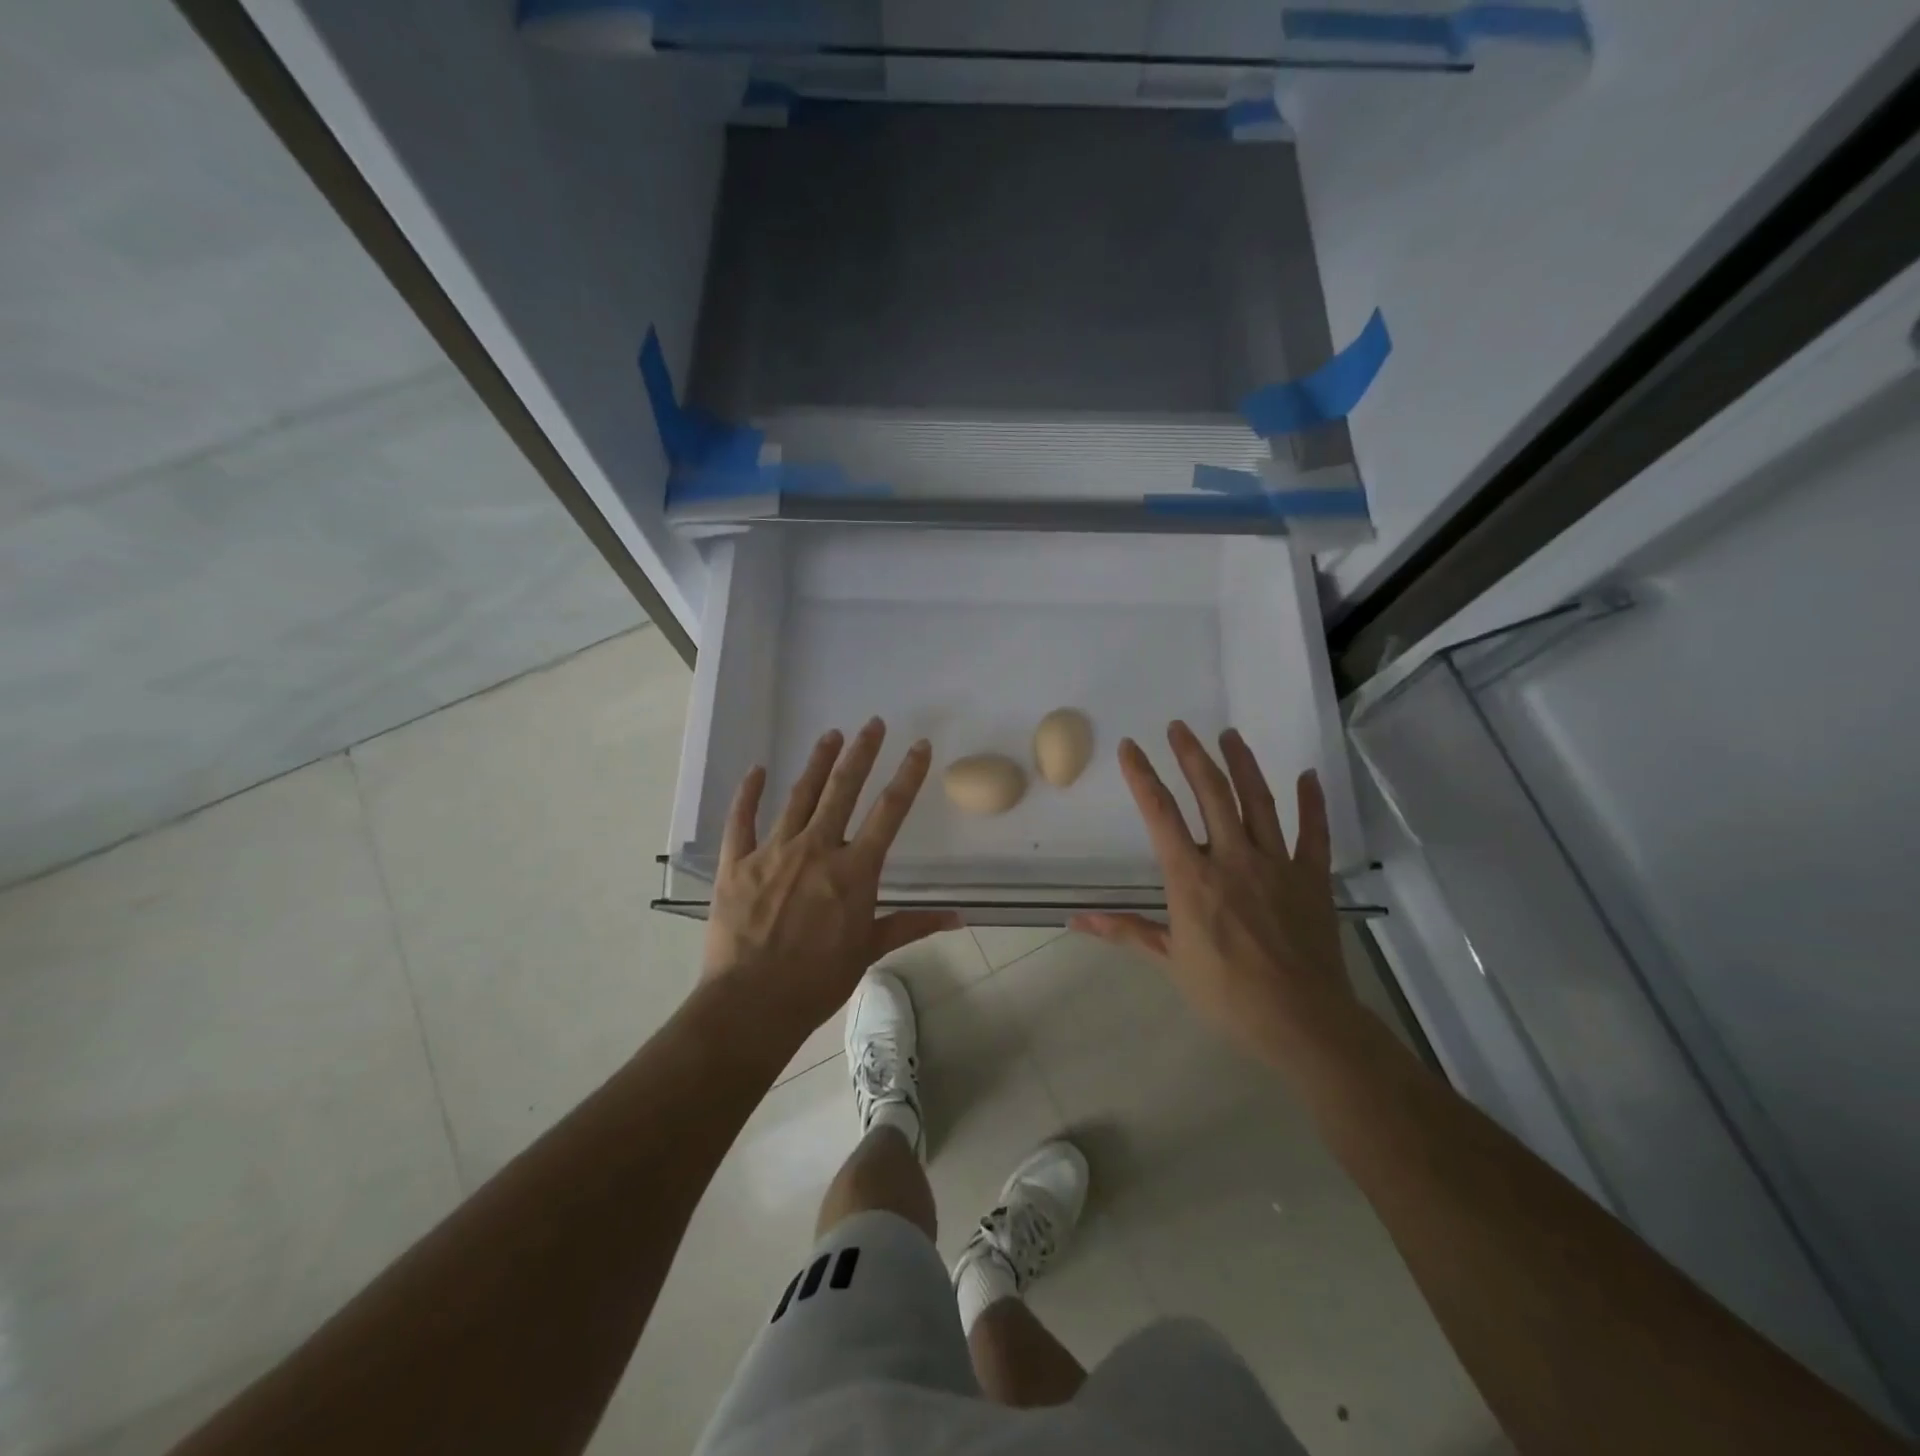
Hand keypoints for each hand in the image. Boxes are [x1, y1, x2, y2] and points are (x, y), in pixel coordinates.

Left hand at [703, 718, 959, 1042]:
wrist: (753, 1003)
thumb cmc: (818, 980)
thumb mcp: (870, 950)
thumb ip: (912, 925)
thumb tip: (960, 918)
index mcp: (854, 870)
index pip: (890, 812)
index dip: (908, 775)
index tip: (919, 746)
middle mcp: (817, 849)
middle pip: (843, 789)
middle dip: (861, 753)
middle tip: (873, 723)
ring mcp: (774, 852)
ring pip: (799, 796)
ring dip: (816, 763)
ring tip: (830, 735)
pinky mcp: (738, 863)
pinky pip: (742, 820)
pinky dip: (748, 794)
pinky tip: (756, 770)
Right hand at [1071, 722, 1349, 1058]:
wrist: (1300, 1019)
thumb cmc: (1227, 993)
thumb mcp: (1169, 961)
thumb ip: (1126, 931)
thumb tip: (1076, 921)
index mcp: (1192, 877)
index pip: (1160, 814)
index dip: (1142, 776)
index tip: (1131, 747)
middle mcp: (1232, 857)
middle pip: (1211, 793)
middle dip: (1192, 756)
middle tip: (1180, 728)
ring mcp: (1276, 863)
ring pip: (1258, 801)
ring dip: (1242, 764)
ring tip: (1230, 735)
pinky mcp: (1311, 876)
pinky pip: (1313, 832)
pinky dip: (1312, 803)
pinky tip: (1308, 776)